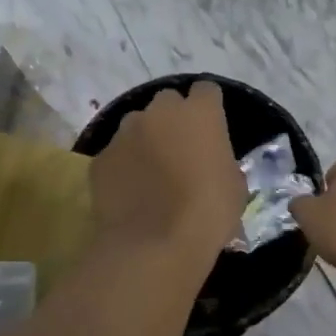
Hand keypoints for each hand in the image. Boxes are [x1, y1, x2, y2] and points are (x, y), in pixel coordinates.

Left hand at [90, 83, 246, 259]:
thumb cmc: (208, 213)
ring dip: (145, 140)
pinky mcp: (101, 158)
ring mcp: (125, 132)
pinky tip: (130, 193)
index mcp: (200, 113)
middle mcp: (159, 112)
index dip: (208, 108)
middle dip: (173, 120)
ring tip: (151, 173)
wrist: (155, 244)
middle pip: (168, 102)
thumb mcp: (234, 186)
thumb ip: (221, 160)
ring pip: (136, 125)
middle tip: (180, 150)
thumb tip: (210, 163)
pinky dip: (123, 167)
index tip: (210, 129)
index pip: (207, 91)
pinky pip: (115, 154)